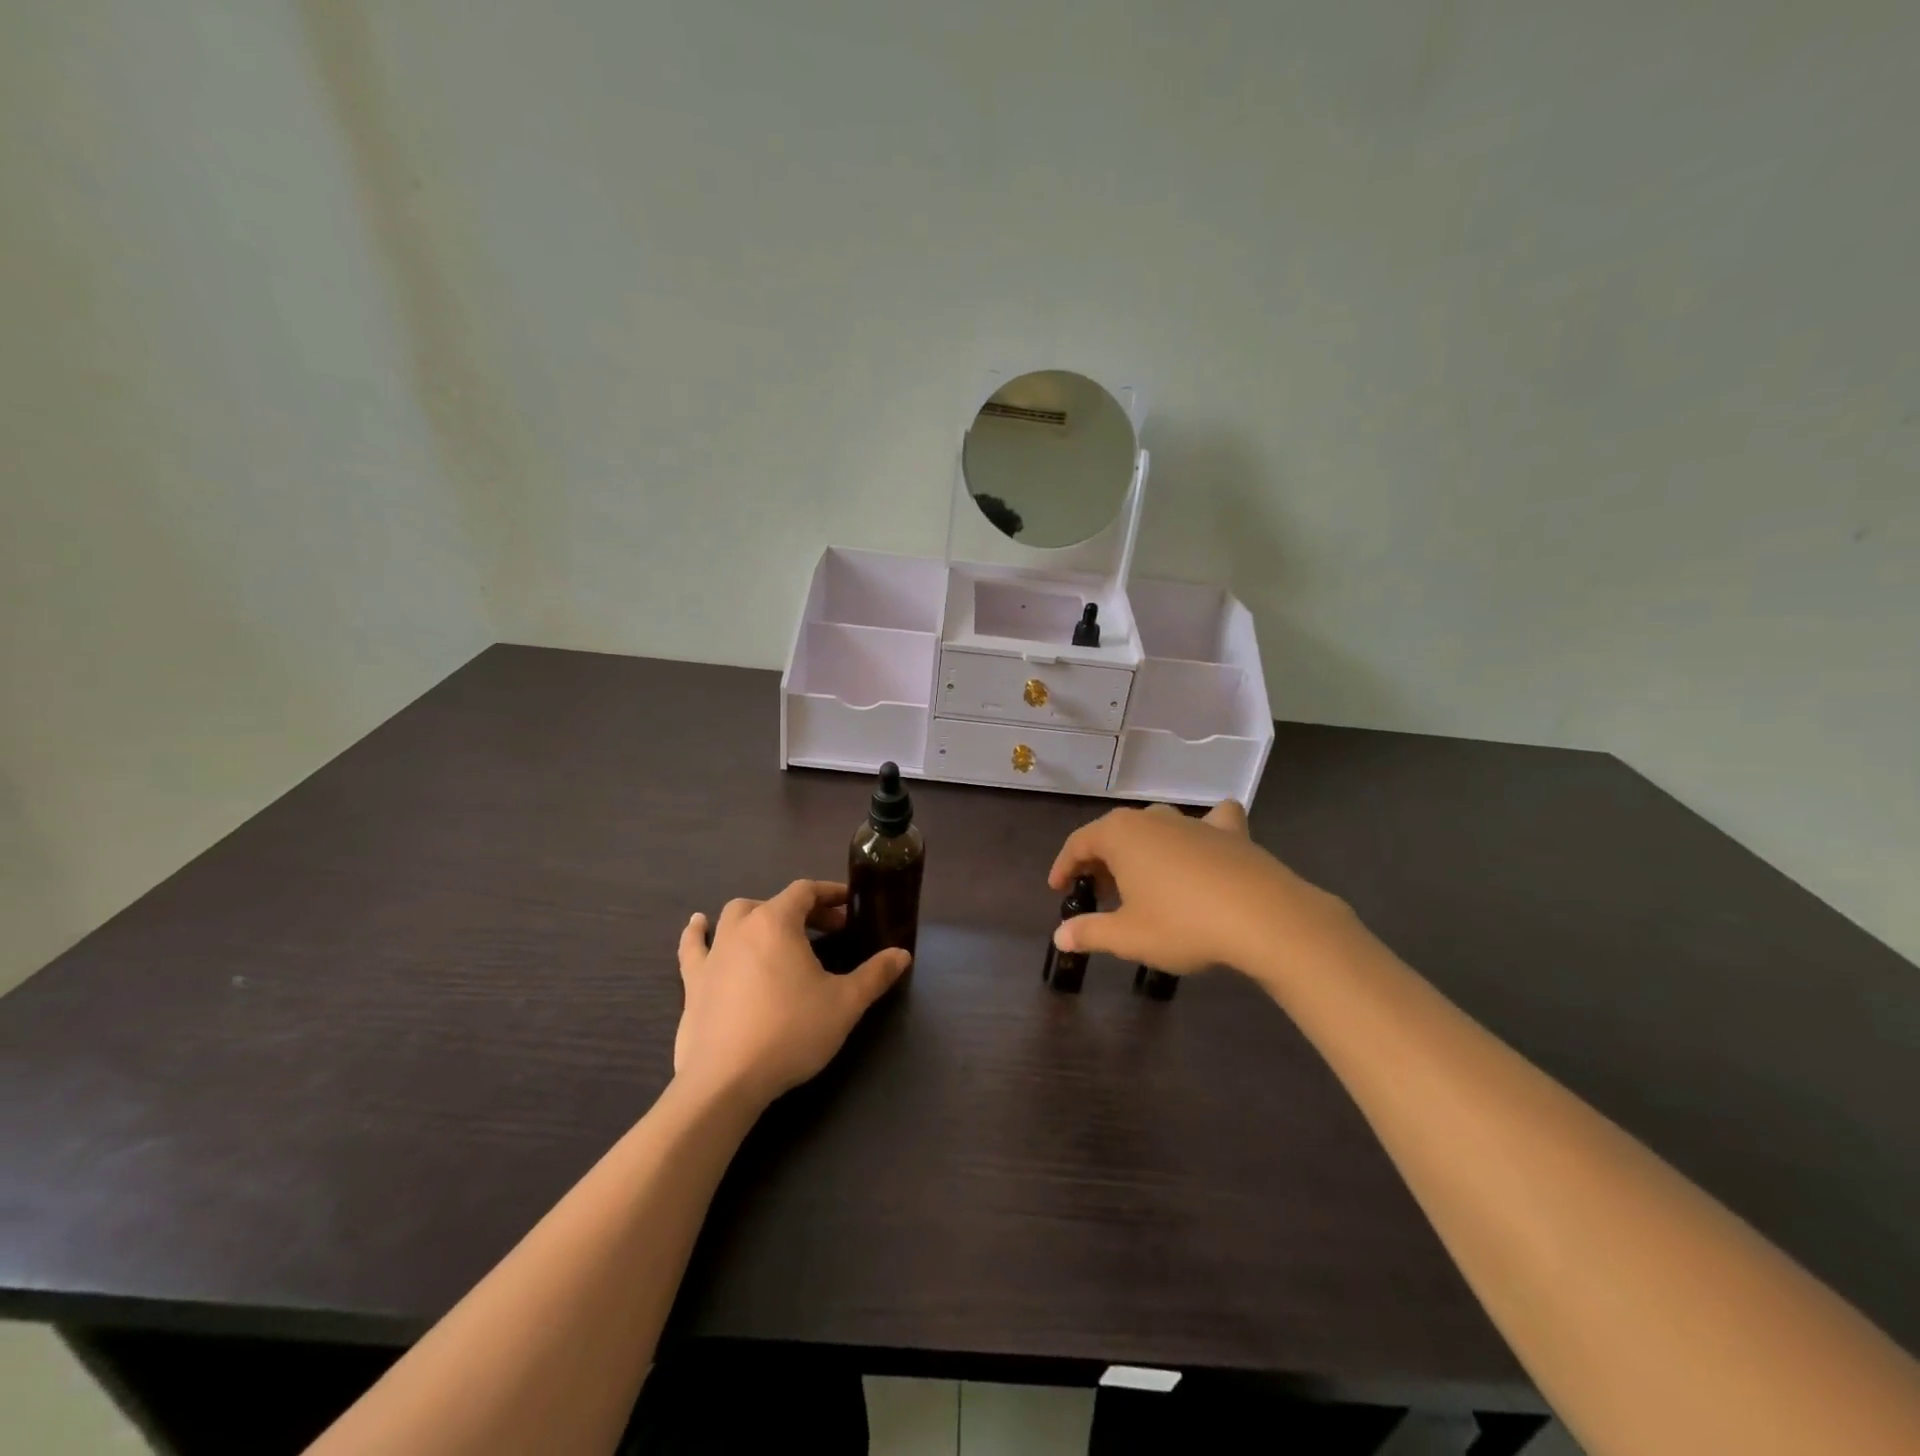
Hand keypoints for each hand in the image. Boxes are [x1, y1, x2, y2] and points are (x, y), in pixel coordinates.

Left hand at [674, 880, 909, 1107]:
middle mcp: (742, 927)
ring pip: (734, 917)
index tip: (849, 906)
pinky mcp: (693, 982)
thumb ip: (875, 975)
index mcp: (777, 923)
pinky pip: (694, 946)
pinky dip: (699, 933)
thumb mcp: (845, 1003)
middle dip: (802, 910)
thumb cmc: (791, 1032)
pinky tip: (699, 924)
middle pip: (773, 902)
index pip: (805, 891)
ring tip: (774, 928)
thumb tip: (902, 954)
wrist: (726, 1080)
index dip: (829, 894)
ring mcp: (713, 954)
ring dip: (758, 916)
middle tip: (826, 930)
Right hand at [1047, 801, 1343, 978]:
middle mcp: (1153, 819)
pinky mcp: (1232, 833)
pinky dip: (1204, 830)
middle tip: (1097, 893)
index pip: (1079, 843)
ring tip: (1142, 881)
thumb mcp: (1128, 936)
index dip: (1064, 866)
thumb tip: (1060, 936)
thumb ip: (1089, 932)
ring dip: (1143, 850)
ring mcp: (1194, 822)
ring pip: (1157, 828)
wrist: (1263, 917)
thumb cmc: (1182, 923)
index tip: (1058, 889)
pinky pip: (1212, 822)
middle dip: (1101, 861)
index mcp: (1120, 835)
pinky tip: (1208, 842)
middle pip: (1115, 833)